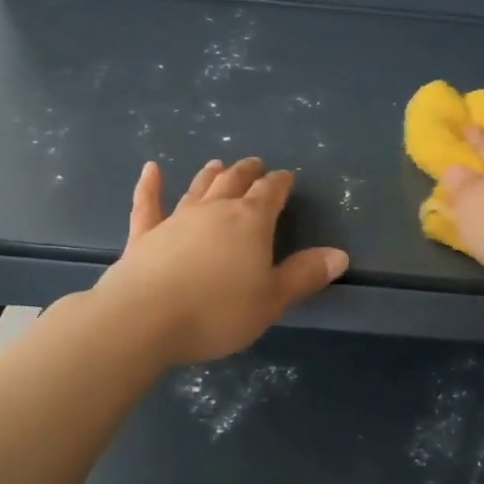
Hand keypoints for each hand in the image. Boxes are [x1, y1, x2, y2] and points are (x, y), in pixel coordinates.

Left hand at [94, 157, 349, 363]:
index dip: (280, 183)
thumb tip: (339, 255)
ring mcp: (176, 220)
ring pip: (198, 189)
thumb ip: (304, 275)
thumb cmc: (218, 312)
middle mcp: (214, 211)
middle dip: (248, 172)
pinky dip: (150, 186)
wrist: (145, 319)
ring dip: (210, 175)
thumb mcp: (272, 300)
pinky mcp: (144, 235)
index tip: (286, 177)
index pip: (270, 193)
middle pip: (234, 182)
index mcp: (250, 222)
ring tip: (218, 164)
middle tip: (255, 164)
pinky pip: (148, 204)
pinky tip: (151, 170)